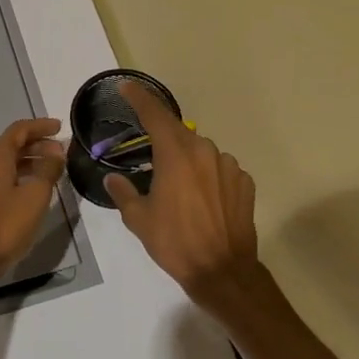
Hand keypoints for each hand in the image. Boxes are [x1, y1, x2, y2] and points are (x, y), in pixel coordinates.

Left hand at [0, 118, 66, 295]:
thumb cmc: (4, 226)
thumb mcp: (35, 197)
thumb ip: (48, 170)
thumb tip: (56, 151)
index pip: (19, 130)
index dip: (40, 126)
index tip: (60, 127)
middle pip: (12, 145)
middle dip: (37, 144)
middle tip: (60, 151)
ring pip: (7, 163)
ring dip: (29, 161)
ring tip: (52, 170)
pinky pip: (1, 178)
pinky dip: (19, 176)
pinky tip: (33, 190)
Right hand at [104, 81, 261, 308]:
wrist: (224, 272)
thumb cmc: (175, 243)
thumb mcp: (139, 220)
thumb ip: (123, 193)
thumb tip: (113, 179)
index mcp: (175, 154)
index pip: (154, 114)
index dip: (139, 97)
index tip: (127, 86)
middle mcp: (204, 151)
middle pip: (178, 133)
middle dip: (162, 139)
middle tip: (149, 155)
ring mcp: (228, 165)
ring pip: (201, 152)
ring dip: (187, 161)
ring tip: (178, 188)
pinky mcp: (245, 182)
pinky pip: (220, 169)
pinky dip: (208, 176)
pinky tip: (202, 199)